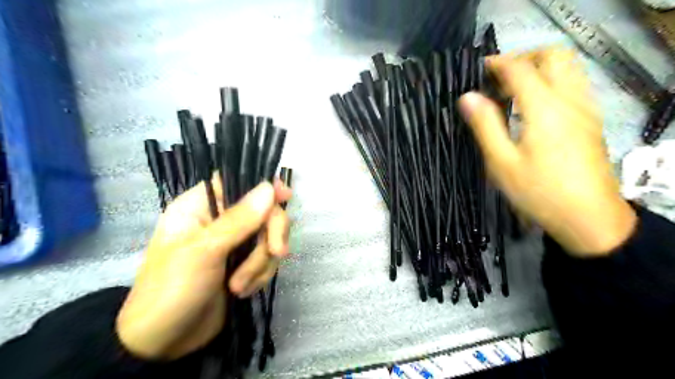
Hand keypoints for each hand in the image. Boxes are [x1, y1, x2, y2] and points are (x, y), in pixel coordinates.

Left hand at [115, 179, 292, 358]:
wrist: (164, 343)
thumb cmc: (172, 289)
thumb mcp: (204, 251)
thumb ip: (239, 219)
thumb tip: (269, 188)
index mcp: (200, 206)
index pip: (237, 181)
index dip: (263, 185)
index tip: (285, 196)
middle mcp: (220, 220)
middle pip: (263, 211)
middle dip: (270, 234)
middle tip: (276, 252)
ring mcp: (234, 244)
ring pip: (268, 238)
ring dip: (261, 263)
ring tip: (239, 285)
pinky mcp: (243, 264)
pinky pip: (267, 259)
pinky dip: (260, 275)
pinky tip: (242, 291)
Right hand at [458, 49, 638, 257]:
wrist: (589, 217)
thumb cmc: (539, 192)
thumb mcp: (502, 163)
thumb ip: (485, 125)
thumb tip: (468, 97)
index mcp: (544, 109)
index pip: (520, 69)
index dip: (497, 63)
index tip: (478, 69)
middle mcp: (569, 99)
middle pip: (552, 55)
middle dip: (523, 58)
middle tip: (499, 79)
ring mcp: (585, 108)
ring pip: (567, 67)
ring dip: (538, 68)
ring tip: (513, 92)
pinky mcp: (591, 119)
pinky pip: (573, 84)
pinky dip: (552, 81)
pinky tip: (534, 107)